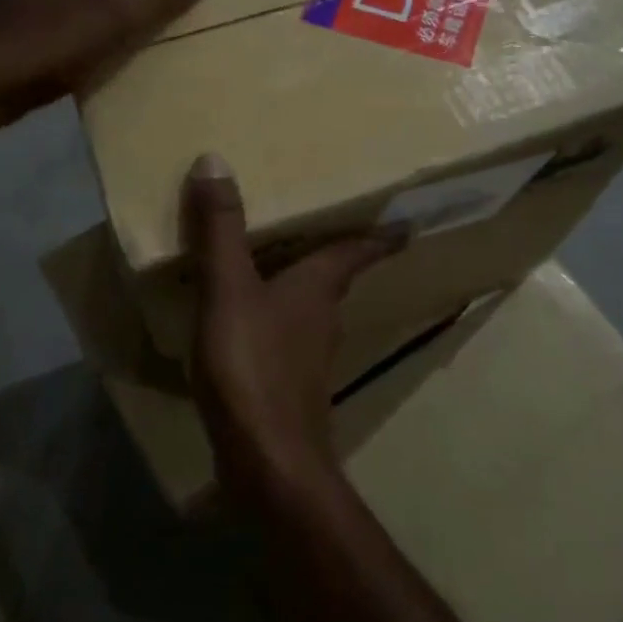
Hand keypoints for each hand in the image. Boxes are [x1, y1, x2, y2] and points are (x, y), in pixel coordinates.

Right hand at [184, 154, 402, 499]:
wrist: (266, 461)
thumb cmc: (253, 366)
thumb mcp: (229, 289)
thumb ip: (221, 229)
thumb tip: (215, 160)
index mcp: (317, 287)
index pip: (357, 250)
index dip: (381, 234)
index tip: (407, 222)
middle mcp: (322, 318)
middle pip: (334, 278)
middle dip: (332, 254)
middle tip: (320, 227)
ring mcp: (307, 358)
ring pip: (309, 309)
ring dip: (298, 288)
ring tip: (273, 266)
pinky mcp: (286, 388)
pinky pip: (281, 338)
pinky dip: (269, 321)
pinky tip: (242, 325)